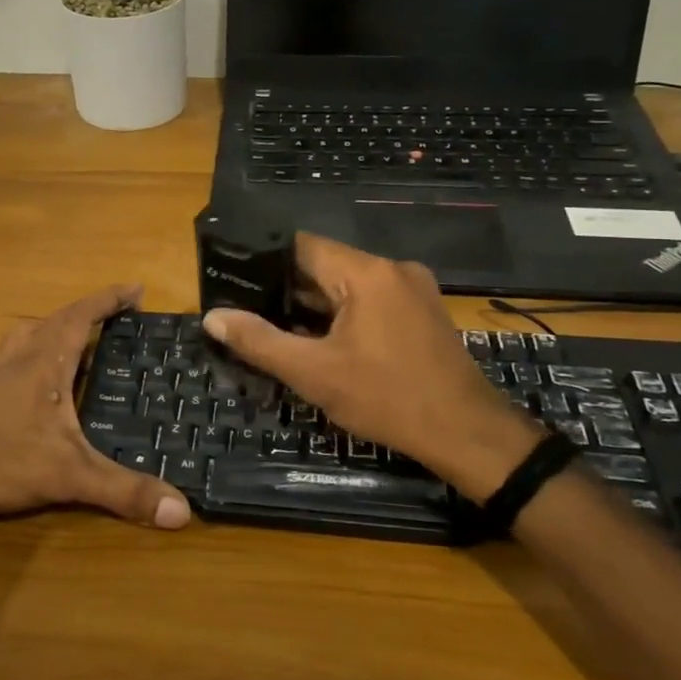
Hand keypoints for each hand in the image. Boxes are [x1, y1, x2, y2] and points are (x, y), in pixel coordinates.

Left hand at [0, 285, 191, 529]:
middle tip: (115, 314)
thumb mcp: (70, 476)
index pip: (82, 316)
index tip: (136, 289)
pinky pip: (4, 354)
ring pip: (26, 333)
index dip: (110, 300)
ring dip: (53, 325)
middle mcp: (19, 357)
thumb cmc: (2, 460)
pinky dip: (23, 348)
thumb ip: (124, 491)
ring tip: (73, 334)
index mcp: (46, 363)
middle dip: (89, 310)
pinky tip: (21, 366)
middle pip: (57, 318)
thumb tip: (182, 511)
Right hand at [201, 235, 540, 499]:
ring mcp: (413, 289)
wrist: (467, 433)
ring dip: (315, 305)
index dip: (264, 262)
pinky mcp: (422, 311)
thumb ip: (259, 341)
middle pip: (325, 265)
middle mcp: (392, 268)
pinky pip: (370, 300)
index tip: (235, 282)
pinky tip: (323, 342)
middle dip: (287, 289)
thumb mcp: (314, 373)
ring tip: (278, 328)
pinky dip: (343, 315)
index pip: (301, 246)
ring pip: (347, 285)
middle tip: (249, 312)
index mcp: (366, 272)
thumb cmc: (386, 398)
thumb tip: (214, 317)